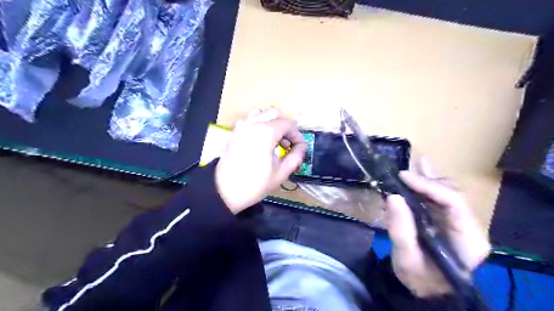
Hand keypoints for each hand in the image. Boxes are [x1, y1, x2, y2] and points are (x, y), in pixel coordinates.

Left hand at [213, 108, 306, 213]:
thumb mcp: (282, 173)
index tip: (298, 148)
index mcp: (266, 132)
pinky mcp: (235, 131)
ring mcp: (242, 125)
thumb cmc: (255, 184)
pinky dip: (259, 124)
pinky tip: (261, 140)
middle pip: (276, 113)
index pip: (289, 124)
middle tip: (287, 143)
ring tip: (274, 140)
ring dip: (272, 122)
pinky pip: (250, 119)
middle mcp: (253, 123)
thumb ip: (296, 156)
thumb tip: (301, 147)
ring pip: (262, 113)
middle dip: (285, 126)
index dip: (297, 135)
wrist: (225, 191)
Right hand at [387, 159, 487, 296]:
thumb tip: (392, 196)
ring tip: (413, 166)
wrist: (426, 290)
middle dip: (428, 180)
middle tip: (403, 174)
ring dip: (427, 178)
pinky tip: (421, 168)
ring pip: (446, 191)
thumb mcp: (406, 259)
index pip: (454, 203)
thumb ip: (400, 229)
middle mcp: (468, 226)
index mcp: (468, 240)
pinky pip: (437, 196)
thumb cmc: (419, 279)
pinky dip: (426, 183)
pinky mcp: (446, 219)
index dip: (429, 186)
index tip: (403, 178)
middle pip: (452, 194)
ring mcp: (458, 221)